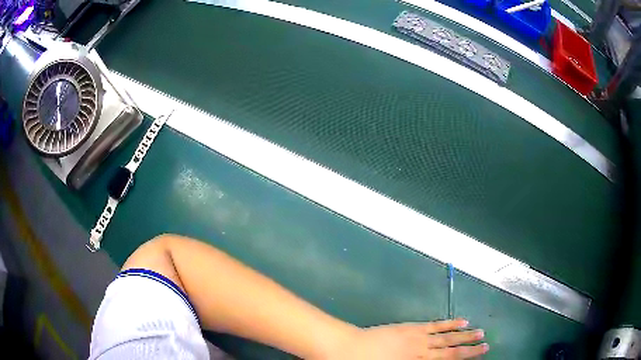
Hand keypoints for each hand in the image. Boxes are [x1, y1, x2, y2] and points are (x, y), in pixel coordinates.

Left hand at [327, 319, 487, 358]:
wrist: (348, 350)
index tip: (478, 356)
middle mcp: (424, 353)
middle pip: (452, 352)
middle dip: (470, 349)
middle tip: (486, 346)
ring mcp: (419, 338)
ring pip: (448, 337)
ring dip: (465, 335)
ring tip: (480, 333)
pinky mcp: (412, 327)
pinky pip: (436, 325)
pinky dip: (450, 324)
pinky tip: (461, 321)